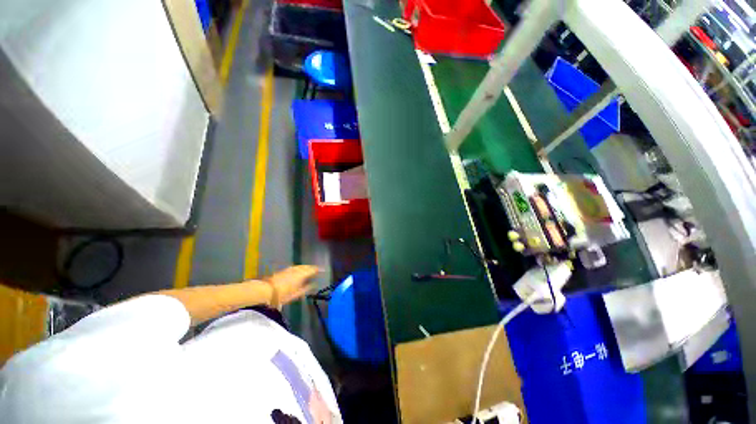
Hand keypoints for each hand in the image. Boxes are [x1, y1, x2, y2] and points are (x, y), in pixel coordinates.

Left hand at [264, 265, 318, 307]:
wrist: (267, 290)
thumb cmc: (283, 295)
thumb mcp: (296, 294)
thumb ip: (306, 289)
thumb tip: (313, 284)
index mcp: (300, 275)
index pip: (310, 270)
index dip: (317, 269)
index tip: (322, 269)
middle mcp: (294, 270)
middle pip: (304, 267)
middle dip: (310, 267)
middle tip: (316, 268)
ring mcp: (288, 270)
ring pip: (298, 266)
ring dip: (304, 267)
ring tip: (308, 269)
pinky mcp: (282, 271)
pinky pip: (293, 267)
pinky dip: (298, 268)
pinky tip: (298, 270)